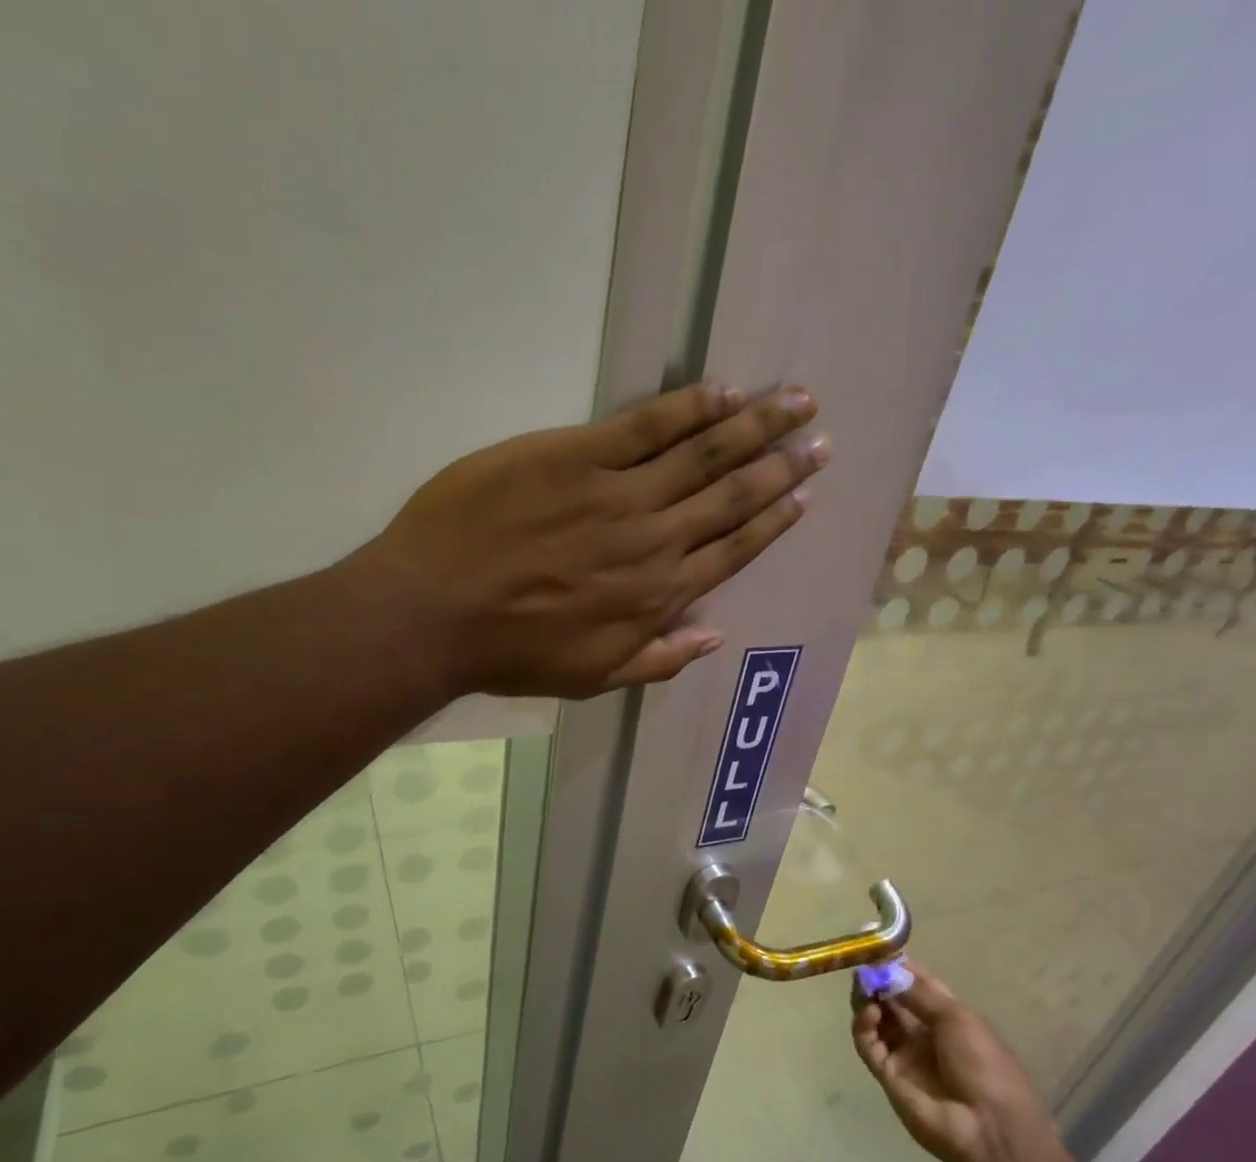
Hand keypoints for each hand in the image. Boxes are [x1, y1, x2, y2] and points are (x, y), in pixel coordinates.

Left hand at [357, 382, 828, 698]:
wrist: (436, 612)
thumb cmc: (512, 652)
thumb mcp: (592, 677)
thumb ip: (659, 659)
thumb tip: (714, 635)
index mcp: (657, 596)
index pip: (731, 551)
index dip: (772, 520)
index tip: (804, 495)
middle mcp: (653, 542)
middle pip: (730, 496)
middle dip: (780, 465)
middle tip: (819, 436)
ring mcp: (618, 495)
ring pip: (702, 454)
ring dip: (753, 426)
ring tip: (794, 401)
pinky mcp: (576, 456)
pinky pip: (645, 426)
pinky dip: (687, 407)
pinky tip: (722, 390)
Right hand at [852, 962, 1058, 1161]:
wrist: (988, 1129)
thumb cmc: (984, 1065)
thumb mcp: (957, 1018)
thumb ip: (918, 992)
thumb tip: (888, 967)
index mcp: (948, 1017)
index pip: (917, 983)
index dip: (898, 964)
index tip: (876, 944)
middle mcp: (923, 1032)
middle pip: (892, 999)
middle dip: (877, 979)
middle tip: (862, 964)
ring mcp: (904, 1054)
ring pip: (876, 1018)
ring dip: (868, 998)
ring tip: (863, 985)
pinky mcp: (887, 1074)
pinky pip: (869, 1044)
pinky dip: (864, 1025)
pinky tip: (869, 1013)